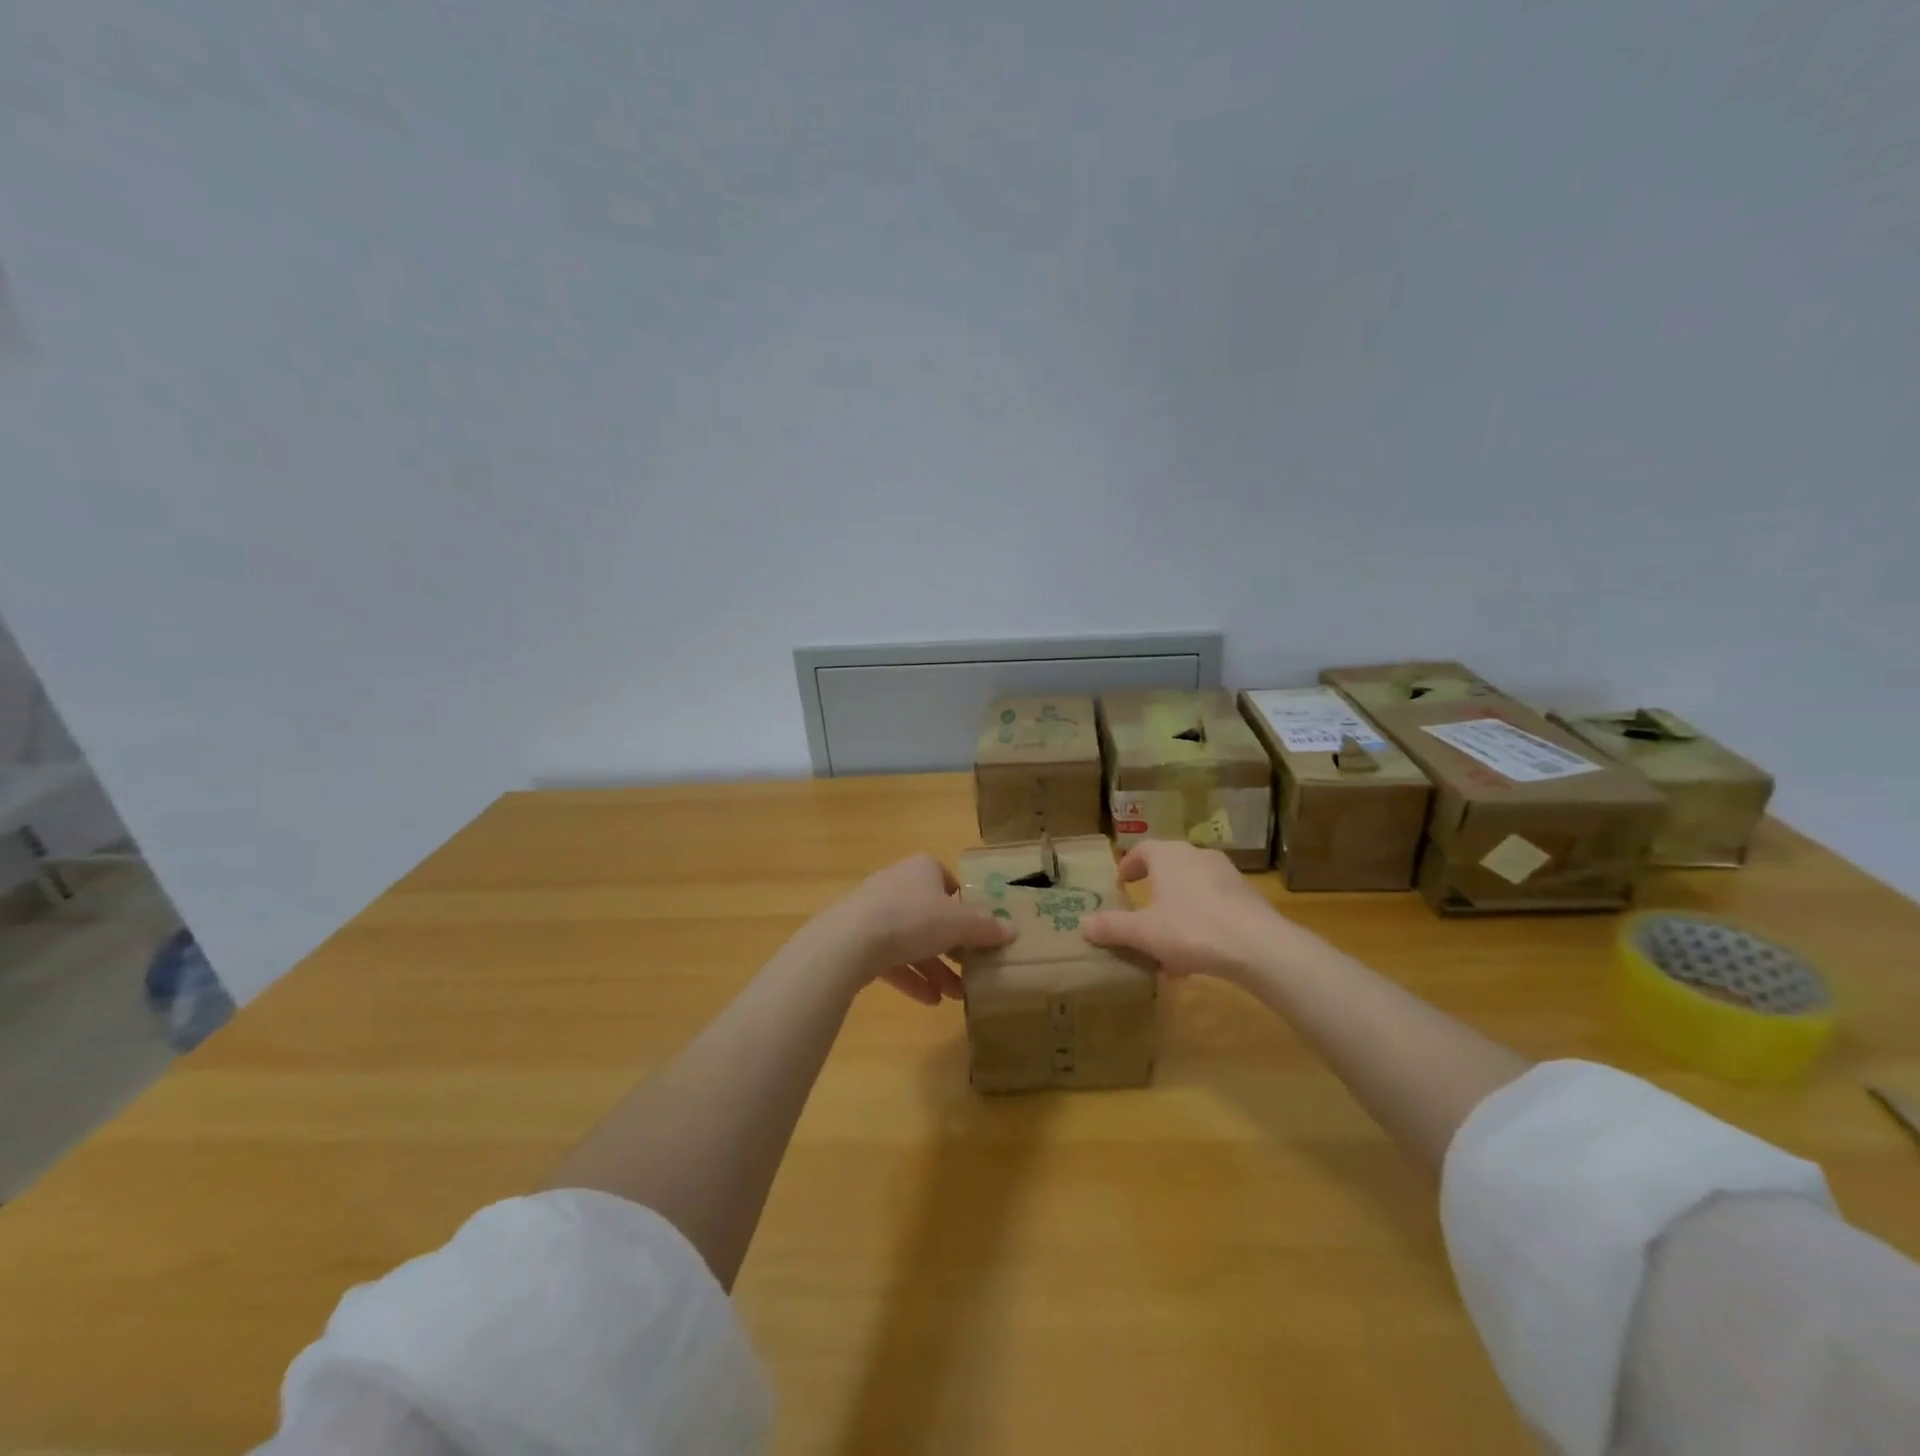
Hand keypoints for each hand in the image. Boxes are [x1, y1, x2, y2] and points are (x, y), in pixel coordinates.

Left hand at [804, 853, 1015, 1004]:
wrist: (850, 941)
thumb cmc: (913, 919)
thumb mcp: (959, 924)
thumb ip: (986, 928)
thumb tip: (1013, 930)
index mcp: (922, 869)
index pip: (946, 880)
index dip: (963, 904)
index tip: (976, 928)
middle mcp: (897, 884)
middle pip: (930, 914)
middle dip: (951, 945)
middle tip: (970, 967)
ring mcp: (874, 912)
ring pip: (911, 940)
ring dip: (934, 968)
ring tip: (955, 995)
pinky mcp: (858, 939)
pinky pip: (891, 958)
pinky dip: (911, 978)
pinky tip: (929, 1002)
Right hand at [1080, 840, 1319, 984]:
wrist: (1260, 947)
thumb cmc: (1192, 929)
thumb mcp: (1143, 932)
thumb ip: (1111, 927)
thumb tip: (1082, 923)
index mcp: (1169, 856)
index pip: (1143, 850)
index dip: (1129, 866)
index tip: (1121, 883)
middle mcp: (1197, 856)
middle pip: (1169, 870)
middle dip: (1154, 894)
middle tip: (1141, 915)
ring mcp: (1227, 876)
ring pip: (1192, 891)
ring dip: (1177, 913)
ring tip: (1167, 947)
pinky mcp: (1248, 898)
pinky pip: (1215, 907)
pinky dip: (1201, 924)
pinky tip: (1197, 958)